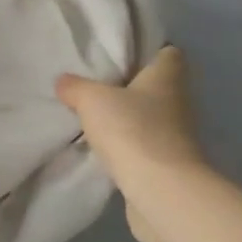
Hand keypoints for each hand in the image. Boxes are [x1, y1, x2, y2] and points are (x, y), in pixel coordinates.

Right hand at [57, 46, 205, 241]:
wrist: (161, 192)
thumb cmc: (133, 130)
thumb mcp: (92, 99)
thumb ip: (75, 87)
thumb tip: (63, 82)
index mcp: (168, 77)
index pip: (168, 53)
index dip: (148, 50)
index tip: (120, 53)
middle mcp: (178, 103)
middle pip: (155, 86)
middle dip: (129, 85)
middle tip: (95, 82)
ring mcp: (176, 136)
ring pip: (148, 117)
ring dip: (126, 117)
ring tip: (92, 114)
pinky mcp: (166, 165)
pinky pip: (142, 145)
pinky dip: (125, 144)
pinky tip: (100, 145)